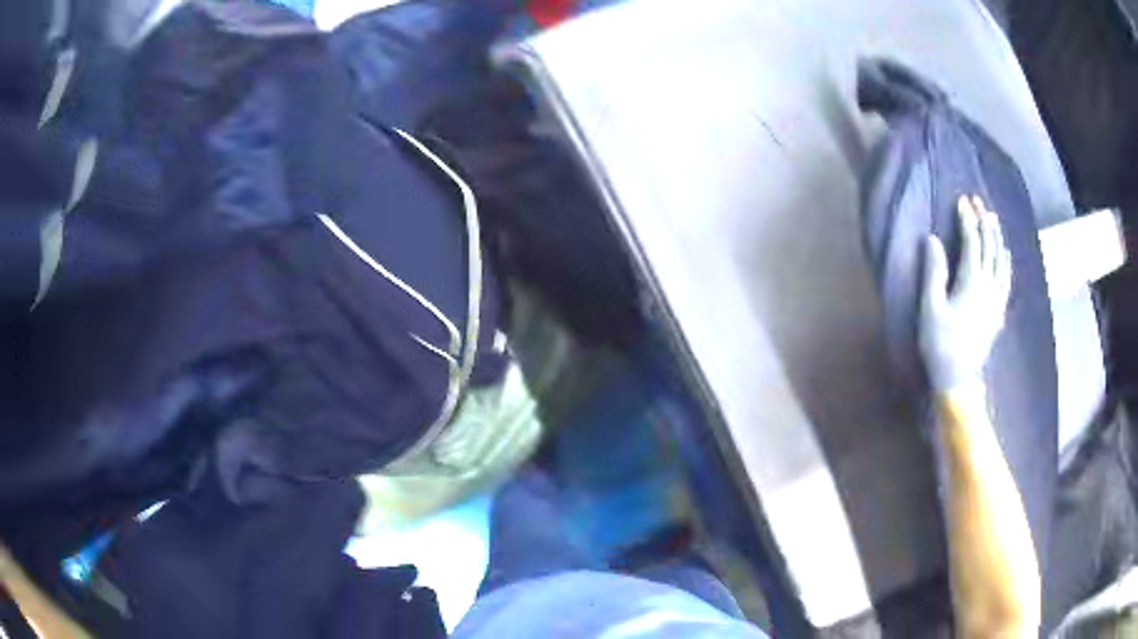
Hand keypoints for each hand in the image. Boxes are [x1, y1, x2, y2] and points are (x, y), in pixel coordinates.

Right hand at [919, 195, 1012, 391]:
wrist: (957, 378)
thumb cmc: (939, 343)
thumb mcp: (930, 308)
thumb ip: (933, 272)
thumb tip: (932, 239)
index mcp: (971, 283)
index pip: (972, 243)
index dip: (967, 220)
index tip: (961, 201)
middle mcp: (988, 286)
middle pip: (990, 247)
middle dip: (984, 221)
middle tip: (978, 201)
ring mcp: (996, 299)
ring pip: (1001, 260)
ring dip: (997, 237)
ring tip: (992, 219)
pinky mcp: (998, 310)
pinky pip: (1006, 278)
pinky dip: (1005, 260)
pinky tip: (1004, 253)